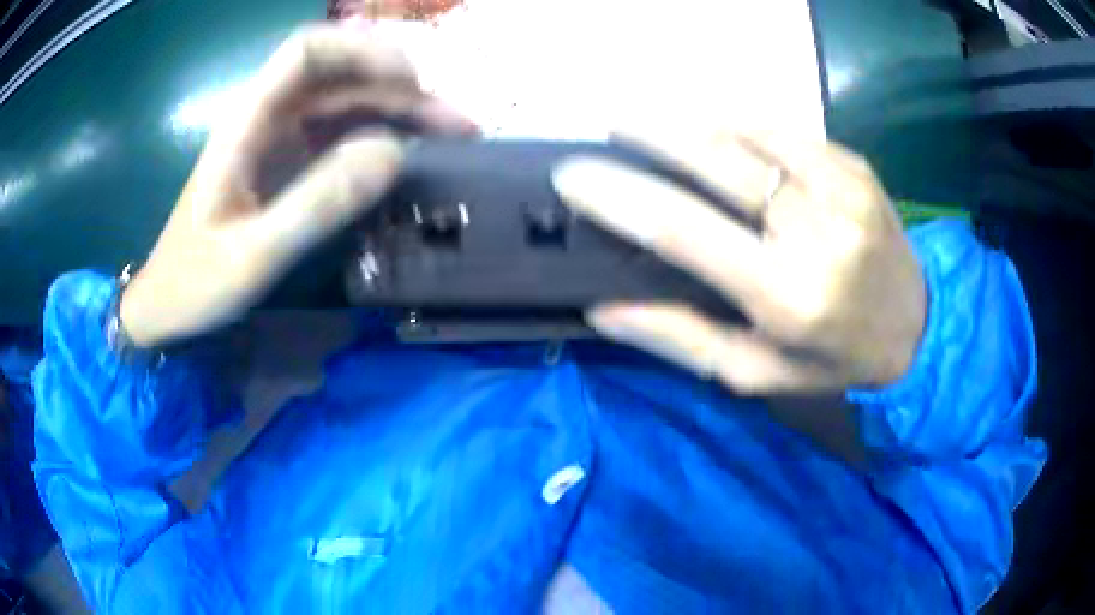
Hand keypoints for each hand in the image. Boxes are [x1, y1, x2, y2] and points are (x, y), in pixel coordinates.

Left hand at [121, 24, 473, 347]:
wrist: (168, 305)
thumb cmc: (197, 281)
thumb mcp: (253, 254)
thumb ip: (317, 204)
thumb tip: (395, 154)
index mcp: (247, 121)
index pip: (307, 51)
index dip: (363, 50)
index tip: (412, 81)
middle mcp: (267, 117)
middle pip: (341, 76)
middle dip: (402, 88)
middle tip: (457, 124)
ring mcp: (279, 139)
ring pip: (348, 103)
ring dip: (401, 112)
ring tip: (453, 137)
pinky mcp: (287, 163)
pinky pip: (341, 134)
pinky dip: (381, 137)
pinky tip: (410, 156)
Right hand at [553, 128, 926, 392]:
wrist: (916, 327)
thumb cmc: (834, 360)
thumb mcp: (757, 372)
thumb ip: (683, 339)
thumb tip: (605, 308)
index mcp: (786, 295)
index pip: (682, 229)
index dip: (619, 196)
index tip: (573, 176)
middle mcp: (815, 231)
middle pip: (715, 159)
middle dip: (650, 133)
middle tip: (610, 124)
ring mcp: (841, 187)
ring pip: (748, 131)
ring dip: (692, 121)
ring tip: (653, 122)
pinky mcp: (854, 164)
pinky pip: (784, 129)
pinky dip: (740, 123)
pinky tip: (718, 129)